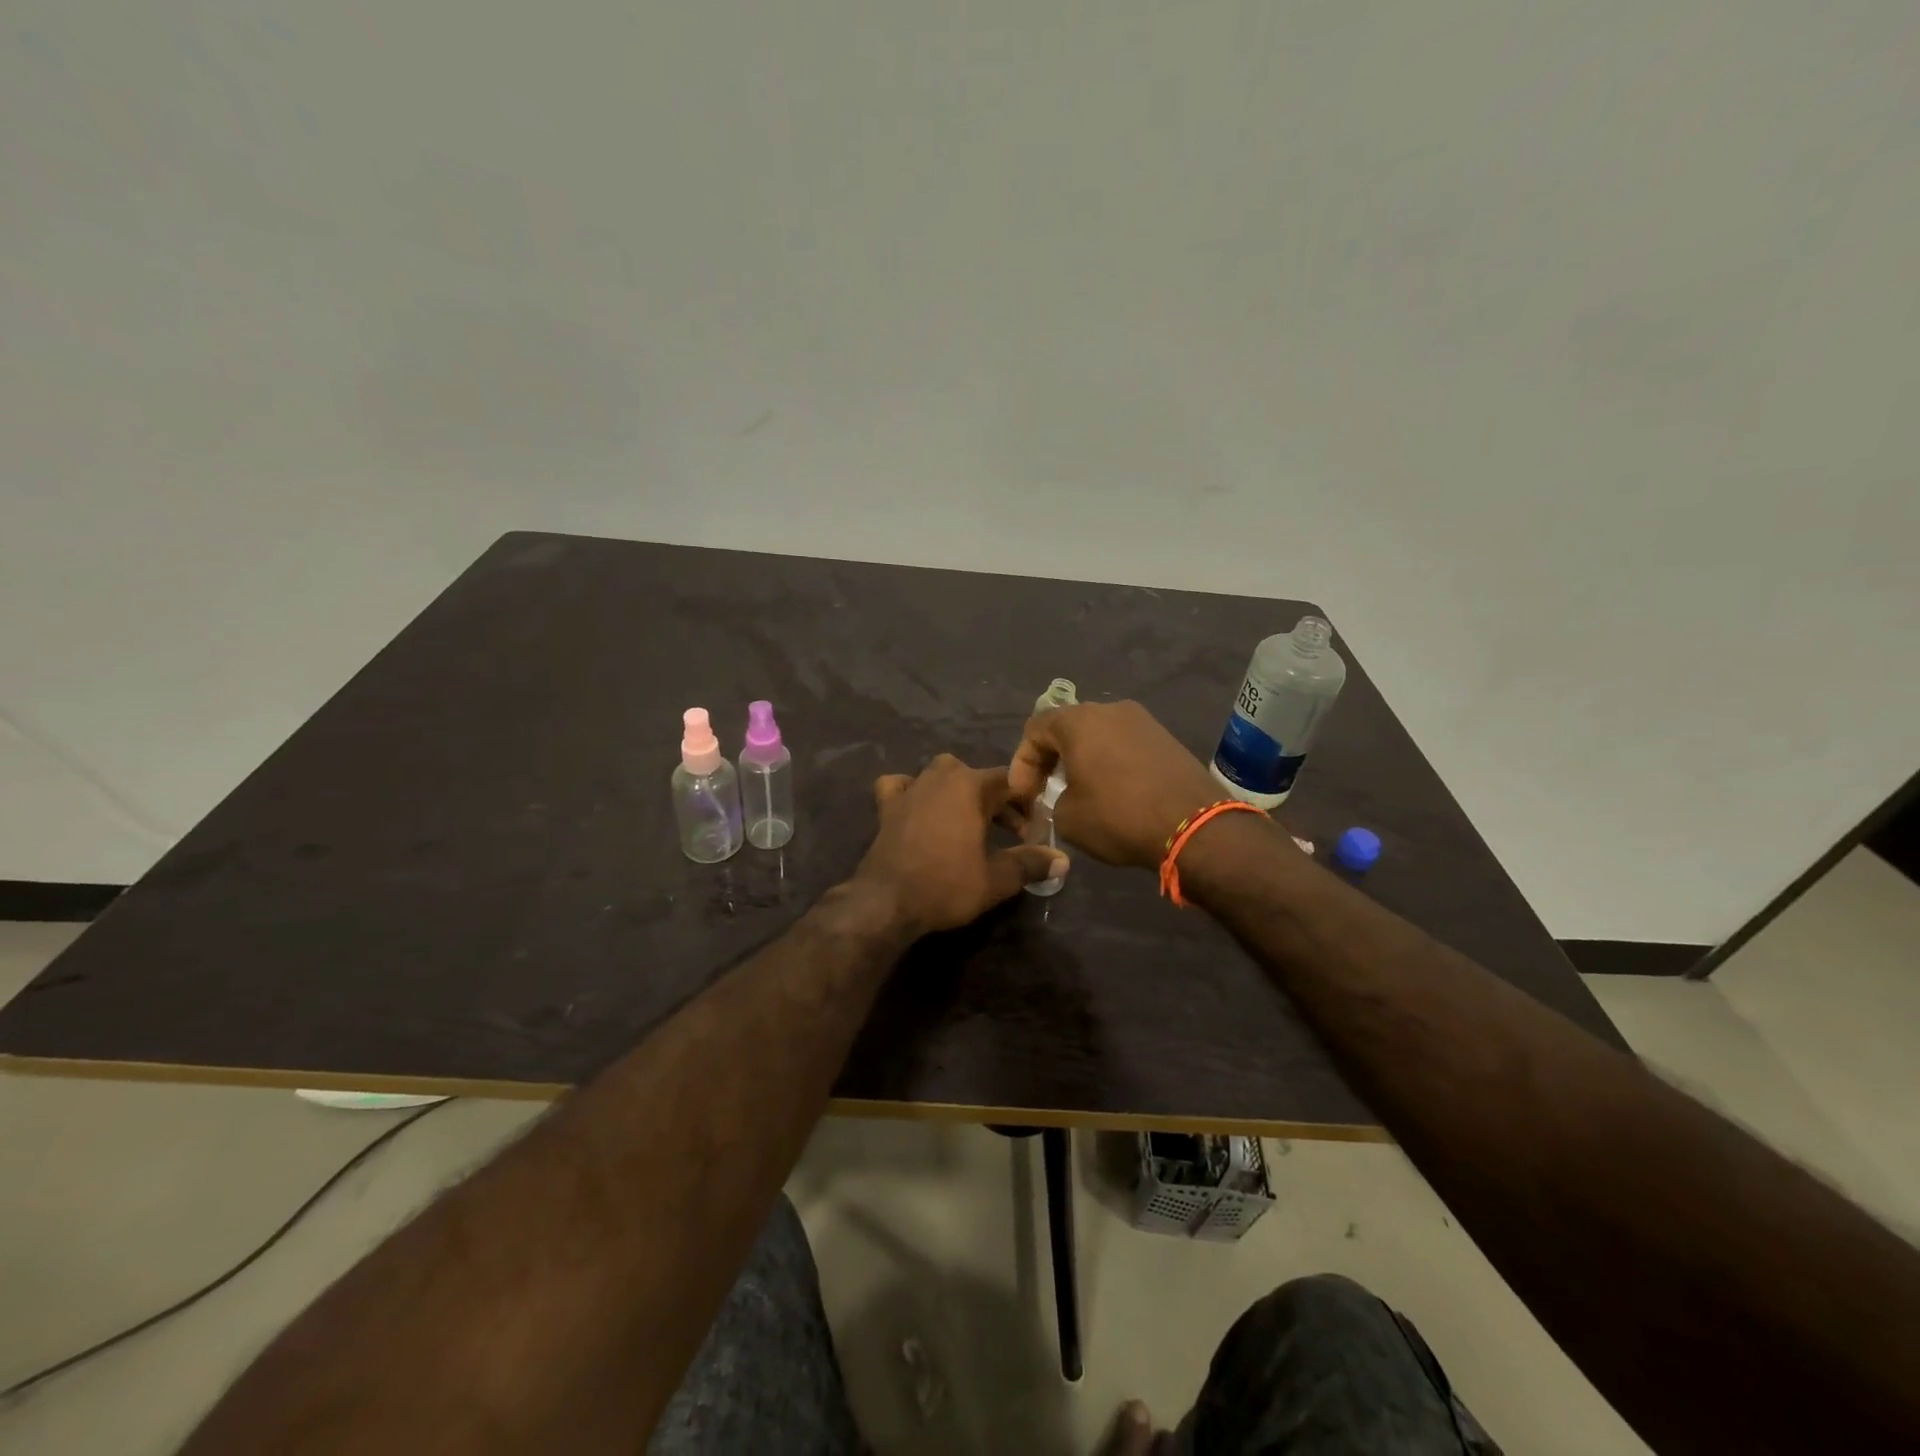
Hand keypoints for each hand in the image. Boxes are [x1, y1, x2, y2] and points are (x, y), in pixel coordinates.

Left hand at [850, 754, 1068, 937]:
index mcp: (971, 785)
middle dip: (998, 801)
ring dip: (960, 792)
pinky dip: (912, 791)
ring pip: (942, 775)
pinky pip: (902, 785)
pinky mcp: (887, 805)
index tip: (1037, 828)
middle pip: (979, 778)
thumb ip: (1031, 863)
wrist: (887, 901)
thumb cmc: (947, 885)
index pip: (1011, 781)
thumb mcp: (998, 878)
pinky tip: (918, 806)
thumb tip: (1064, 861)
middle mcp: (941, 777)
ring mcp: (911, 788)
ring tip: (971, 820)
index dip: (1029, 802)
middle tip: (1012, 833)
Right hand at [1009, 701, 1222, 868]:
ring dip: (1082, 760)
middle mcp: (1110, 710)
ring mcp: (1143, 721)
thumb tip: (1064, 798)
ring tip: (1079, 792)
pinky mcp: (1166, 738)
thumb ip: (1053, 800)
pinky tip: (1112, 792)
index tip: (1024, 795)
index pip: (1035, 729)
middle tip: (1045, 791)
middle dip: (1050, 759)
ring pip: (1098, 735)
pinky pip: (1124, 745)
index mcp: (1079, 720)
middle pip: (1067, 728)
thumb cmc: (1119, 816)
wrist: (1195, 826)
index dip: (1022, 763)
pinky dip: (1110, 763)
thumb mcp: (1067, 818)